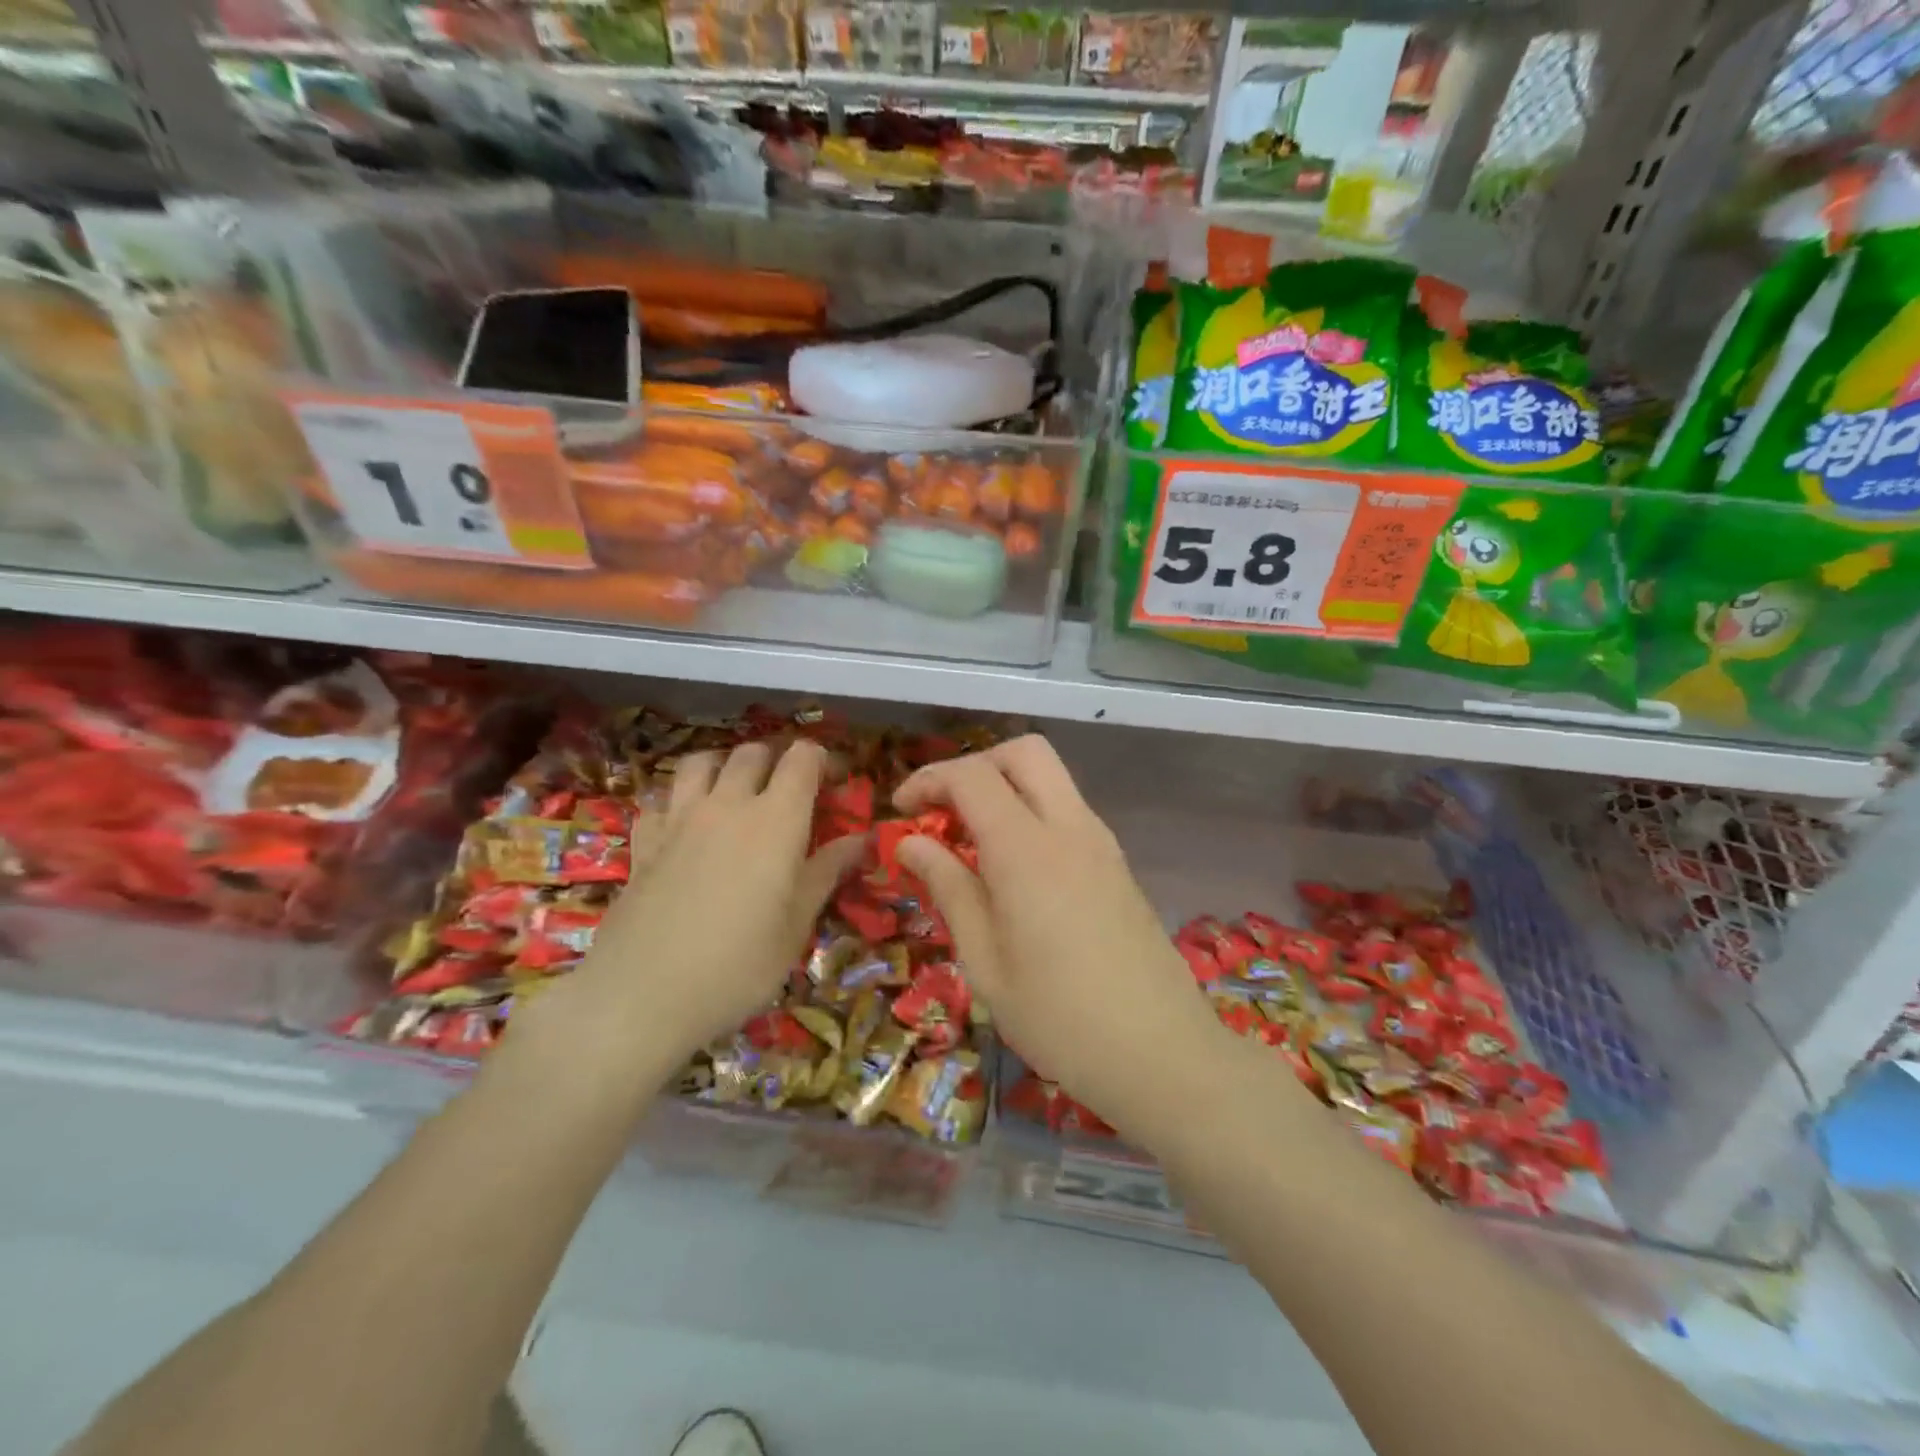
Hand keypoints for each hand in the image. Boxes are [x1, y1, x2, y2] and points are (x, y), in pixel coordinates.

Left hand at [548, 739, 864, 1058]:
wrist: (641, 995)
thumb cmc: (738, 965)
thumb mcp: (797, 925)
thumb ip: (827, 872)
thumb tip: (862, 840)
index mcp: (776, 819)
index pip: (802, 758)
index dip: (822, 760)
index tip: (834, 784)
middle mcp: (727, 804)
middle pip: (752, 753)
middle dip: (776, 761)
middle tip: (789, 794)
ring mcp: (679, 819)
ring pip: (701, 762)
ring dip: (723, 767)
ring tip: (735, 795)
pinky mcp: (643, 842)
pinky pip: (661, 800)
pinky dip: (678, 801)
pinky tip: (684, 827)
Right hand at [893, 736, 1227, 1143]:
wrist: (1162, 1054)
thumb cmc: (1059, 1018)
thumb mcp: (985, 961)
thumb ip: (949, 889)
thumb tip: (912, 843)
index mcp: (1028, 849)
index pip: (973, 777)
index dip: (929, 781)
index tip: (901, 813)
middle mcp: (1070, 828)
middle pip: (1024, 752)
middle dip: (975, 765)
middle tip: (942, 811)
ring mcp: (1102, 843)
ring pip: (1051, 778)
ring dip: (1006, 788)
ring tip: (971, 842)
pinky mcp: (1118, 864)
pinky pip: (1068, 811)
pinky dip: (1032, 813)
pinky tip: (1013, 868)